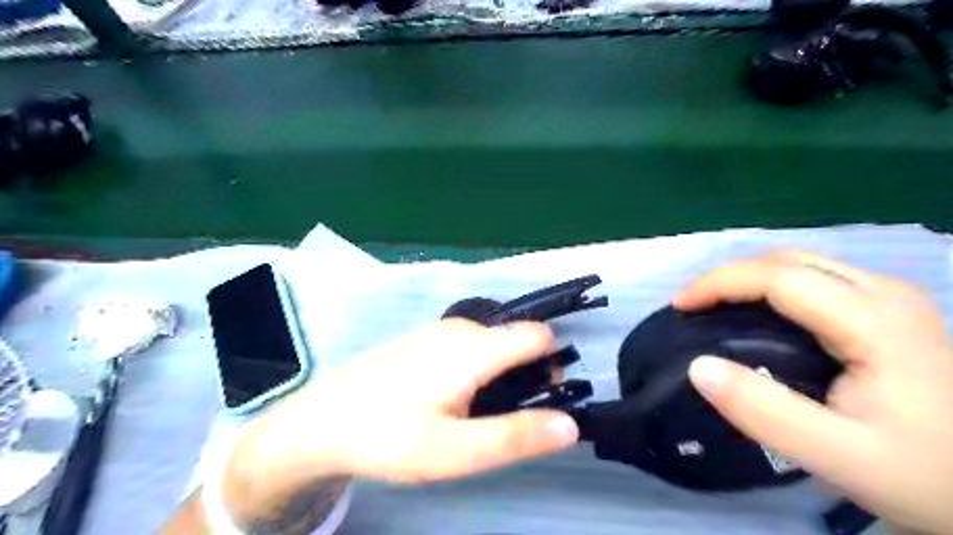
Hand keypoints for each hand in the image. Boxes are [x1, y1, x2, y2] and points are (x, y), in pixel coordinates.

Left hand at [231, 317, 576, 492]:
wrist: (322, 421)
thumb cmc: (389, 436)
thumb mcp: (456, 451)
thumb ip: (516, 436)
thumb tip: (571, 424)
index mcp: (475, 347)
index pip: (538, 336)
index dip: (553, 365)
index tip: (543, 401)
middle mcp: (462, 328)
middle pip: (517, 342)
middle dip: (525, 377)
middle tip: (499, 422)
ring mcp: (441, 331)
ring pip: (494, 346)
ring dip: (500, 378)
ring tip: (472, 417)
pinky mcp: (427, 339)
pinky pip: (471, 348)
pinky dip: (478, 371)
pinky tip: (448, 402)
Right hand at [672, 250, 952, 534]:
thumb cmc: (923, 475)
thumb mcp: (838, 456)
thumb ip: (764, 411)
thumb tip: (697, 366)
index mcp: (874, 320)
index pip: (777, 276)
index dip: (719, 283)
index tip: (679, 306)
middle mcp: (883, 292)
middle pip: (786, 260)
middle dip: (728, 276)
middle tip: (691, 307)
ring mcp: (889, 298)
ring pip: (799, 264)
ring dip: (746, 279)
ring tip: (712, 307)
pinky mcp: (886, 310)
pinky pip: (812, 279)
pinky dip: (768, 288)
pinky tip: (753, 313)